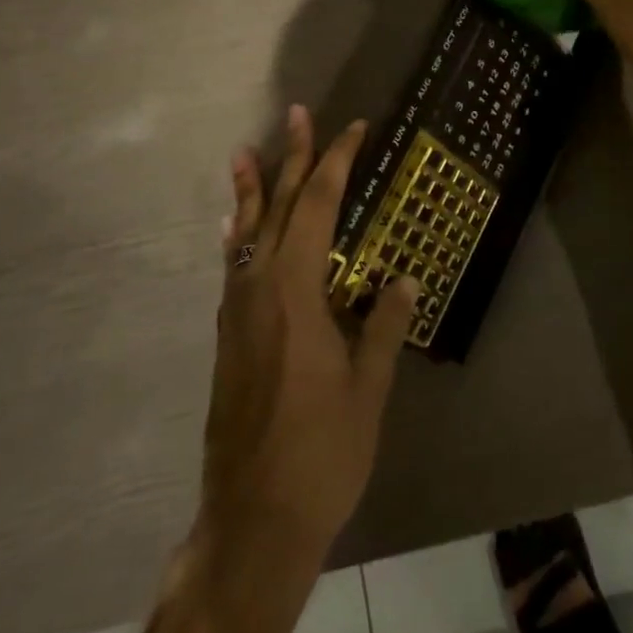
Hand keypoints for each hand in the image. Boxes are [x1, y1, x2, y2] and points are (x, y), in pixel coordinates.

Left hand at [194, 106, 417, 575]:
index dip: (336, 162)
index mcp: (296, 289)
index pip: (319, 206)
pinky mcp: (228, 334)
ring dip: (253, 189)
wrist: (253, 519)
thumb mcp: (367, 389)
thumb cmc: (320, 452)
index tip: (353, 129)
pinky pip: (234, 265)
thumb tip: (404, 278)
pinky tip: (234, 228)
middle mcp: (259, 286)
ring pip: (246, 232)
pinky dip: (239, 234)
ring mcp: (237, 310)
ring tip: (245, 153)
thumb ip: (384, 326)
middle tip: (297, 114)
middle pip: (278, 206)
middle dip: (293, 157)